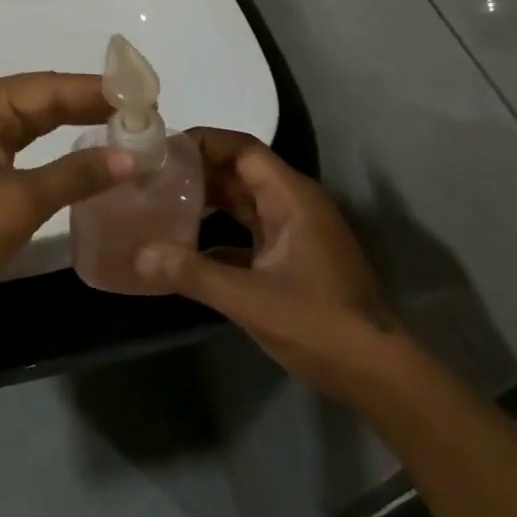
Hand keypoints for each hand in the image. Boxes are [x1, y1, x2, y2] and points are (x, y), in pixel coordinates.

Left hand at [0, 73, 133, 316]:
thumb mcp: (18, 202)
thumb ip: (76, 175)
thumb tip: (133, 159)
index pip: (48, 87)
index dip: (98, 91)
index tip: (146, 97)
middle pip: (42, 99)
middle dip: (92, 105)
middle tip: (146, 113)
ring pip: (35, 121)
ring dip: (77, 124)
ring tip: (128, 126)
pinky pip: (24, 144)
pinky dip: (56, 147)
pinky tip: (88, 147)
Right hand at [135, 128, 400, 398]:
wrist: (377, 373)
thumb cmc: (319, 323)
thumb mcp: (250, 298)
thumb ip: (193, 273)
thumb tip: (139, 255)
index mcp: (291, 197)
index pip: (243, 149)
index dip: (203, 142)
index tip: (161, 150)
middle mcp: (293, 205)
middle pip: (239, 171)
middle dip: (197, 170)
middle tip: (150, 176)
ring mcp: (293, 233)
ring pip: (242, 201)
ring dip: (205, 199)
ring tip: (159, 202)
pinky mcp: (290, 259)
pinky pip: (247, 232)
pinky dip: (216, 233)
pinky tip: (182, 248)